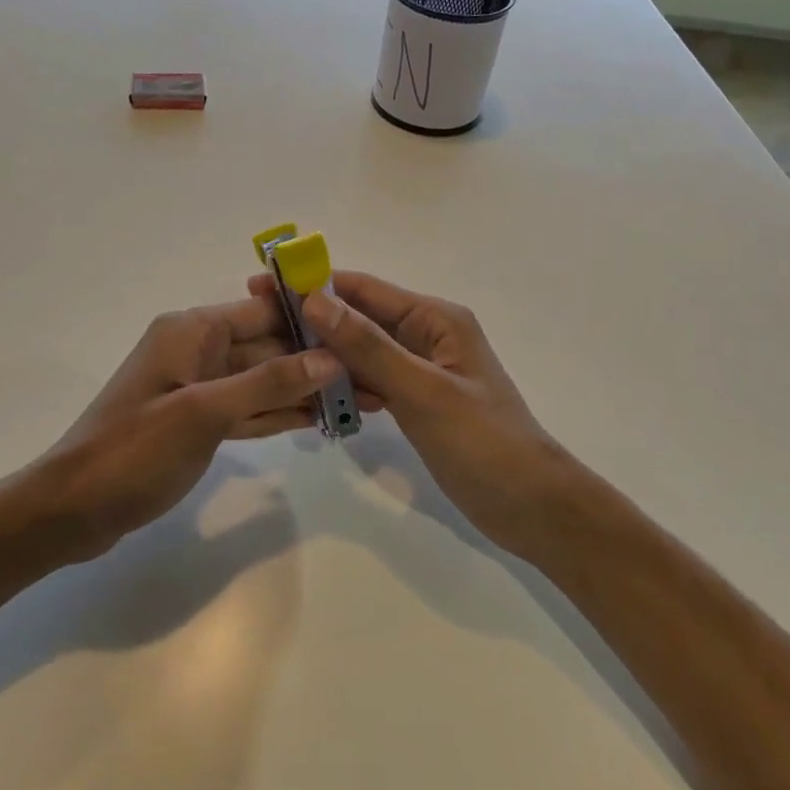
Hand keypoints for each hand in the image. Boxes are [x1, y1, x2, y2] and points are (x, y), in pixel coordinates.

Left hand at [28, 297, 341, 561]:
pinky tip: (318, 419)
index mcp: (192, 331)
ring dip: (304, 391)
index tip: (361, 331)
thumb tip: (329, 357)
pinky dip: (278, 414)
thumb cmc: (133, 451)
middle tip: (373, 377)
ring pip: (262, 382)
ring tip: (360, 400)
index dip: (311, 320)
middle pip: (268, 348)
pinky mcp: (199, 423)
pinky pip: (248, 410)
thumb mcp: (203, 412)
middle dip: (316, 361)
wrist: (72, 510)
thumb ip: (268, 383)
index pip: (263, 312)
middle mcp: (198, 350)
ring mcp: (199, 389)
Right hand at [259, 270, 575, 561]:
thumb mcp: (422, 391)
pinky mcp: (418, 401)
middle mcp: (427, 335)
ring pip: (363, 352)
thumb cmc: (483, 442)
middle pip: (360, 318)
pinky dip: (346, 385)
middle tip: (258, 329)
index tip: (263, 286)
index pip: (364, 289)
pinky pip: (373, 381)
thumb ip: (368, 347)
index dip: (314, 284)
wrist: (531, 506)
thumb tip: (314, 299)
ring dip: (325, 355)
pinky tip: (315, 396)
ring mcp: (422, 370)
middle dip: (313, 321)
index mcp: (435, 318)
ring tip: (275, 360)